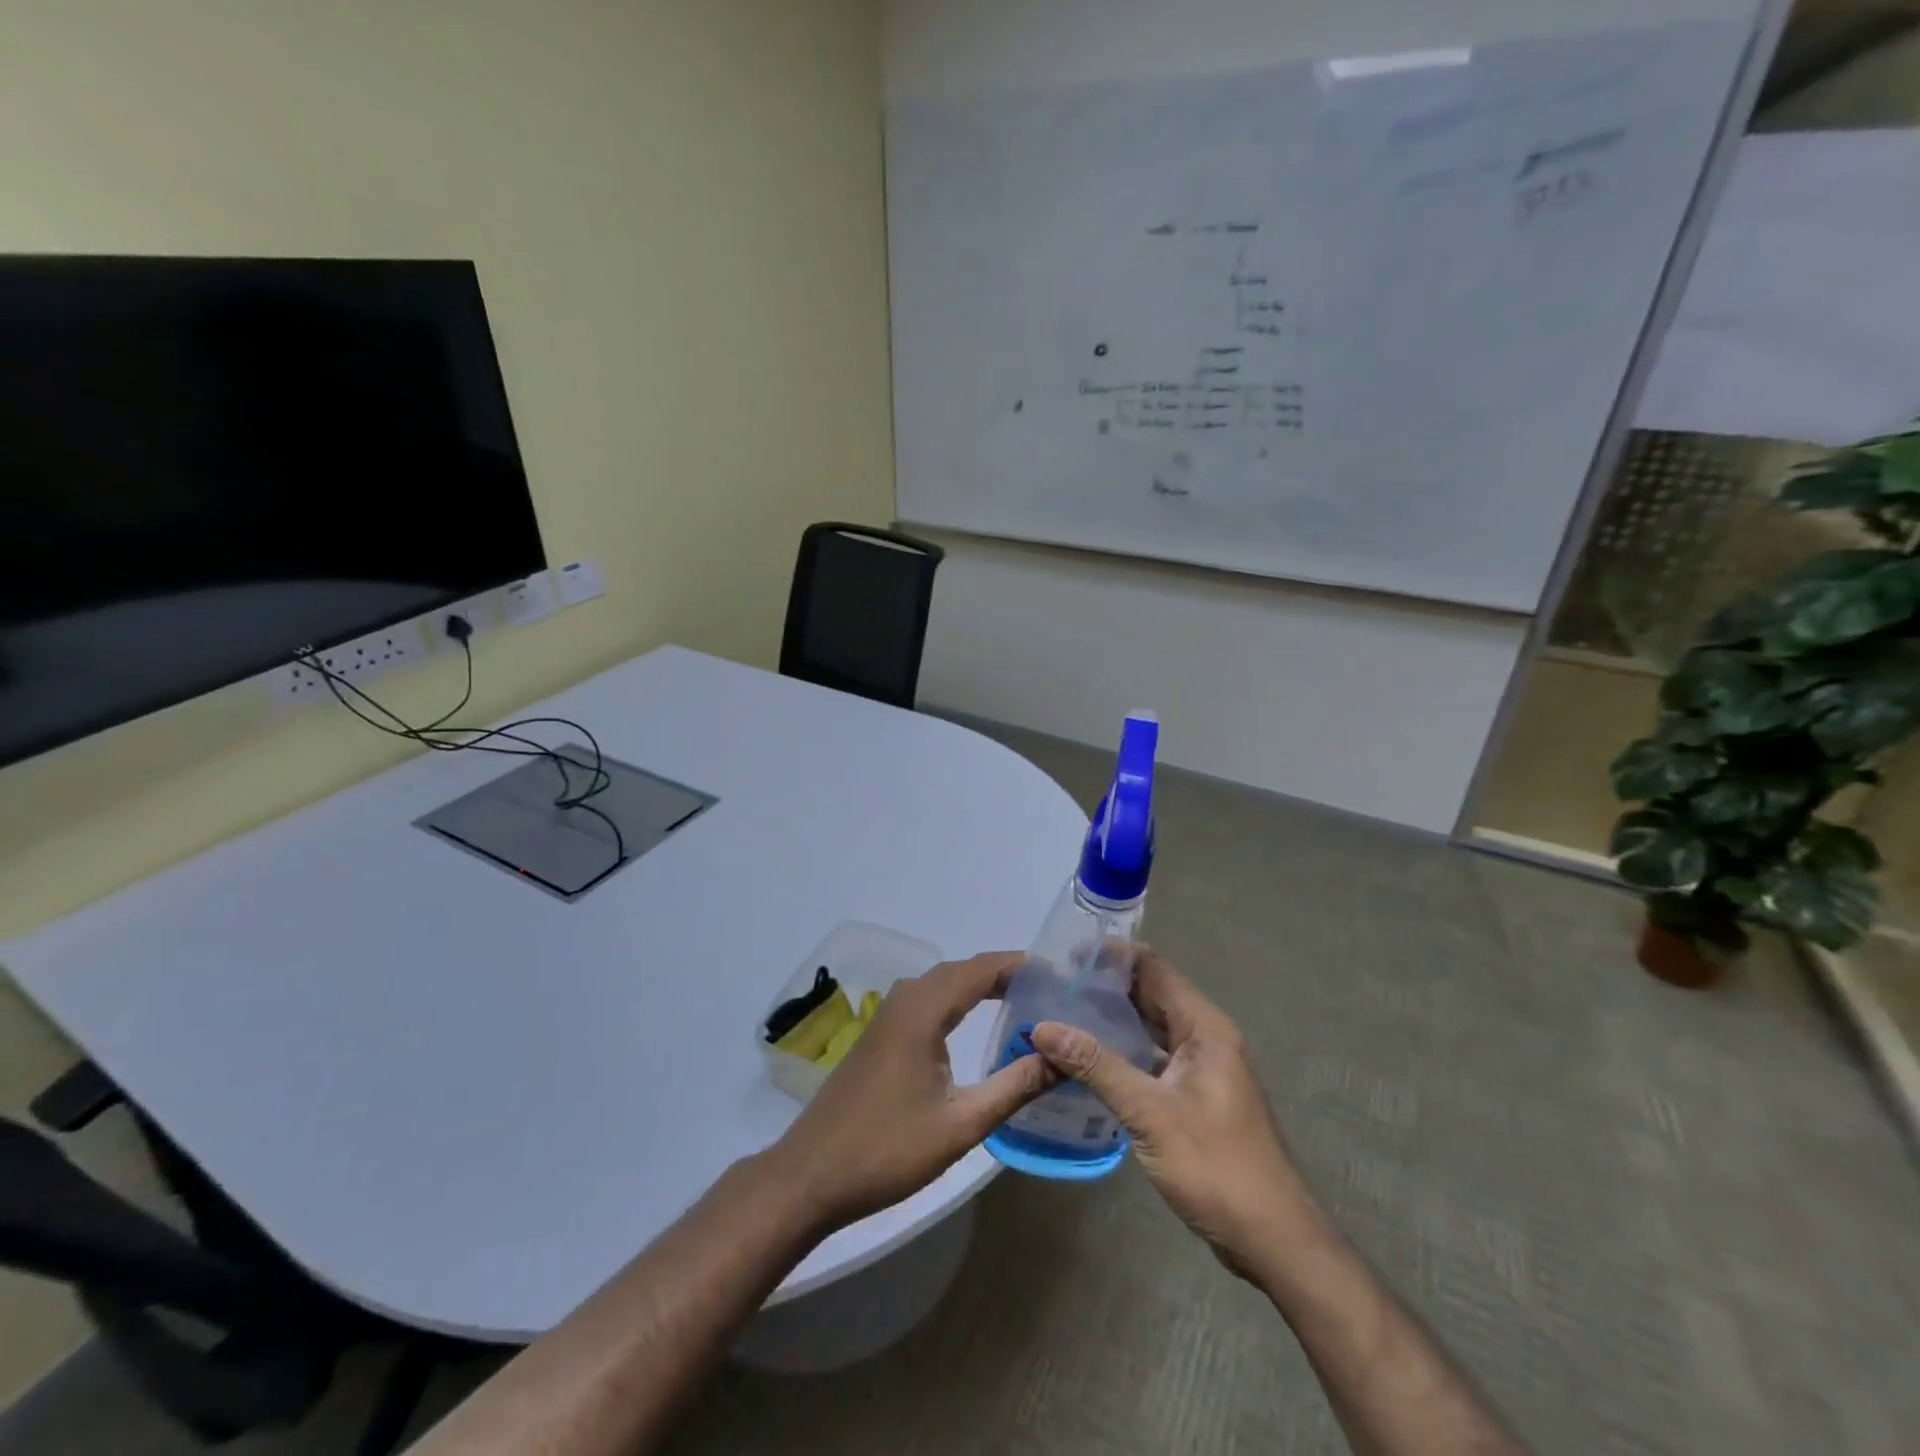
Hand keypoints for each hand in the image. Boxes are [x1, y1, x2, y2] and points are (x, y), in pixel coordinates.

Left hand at [768, 951, 1056, 1228]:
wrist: (811, 1175)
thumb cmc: (888, 1149)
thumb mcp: (961, 1124)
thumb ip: (1014, 1086)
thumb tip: (1062, 1057)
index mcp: (923, 1009)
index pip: (982, 968)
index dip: (1022, 965)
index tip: (1062, 974)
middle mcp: (906, 999)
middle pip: (964, 970)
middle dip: (1008, 974)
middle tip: (1053, 991)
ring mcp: (889, 1015)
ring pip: (945, 984)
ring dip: (983, 986)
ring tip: (1026, 1002)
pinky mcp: (882, 1034)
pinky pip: (929, 1000)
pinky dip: (961, 1001)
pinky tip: (978, 1024)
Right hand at [1029, 950, 1305, 1277]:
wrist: (1273, 1240)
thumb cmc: (1216, 1167)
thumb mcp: (1149, 1113)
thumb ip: (1097, 1065)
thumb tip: (1043, 1027)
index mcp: (1204, 1027)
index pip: (1153, 968)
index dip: (1111, 957)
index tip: (1066, 959)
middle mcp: (1206, 1037)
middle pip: (1151, 994)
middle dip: (1106, 987)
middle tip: (1055, 987)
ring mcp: (1203, 1067)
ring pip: (1151, 1026)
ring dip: (1113, 1019)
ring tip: (1063, 1016)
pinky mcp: (1196, 1095)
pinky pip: (1154, 1056)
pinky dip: (1124, 1051)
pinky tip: (1089, 1062)